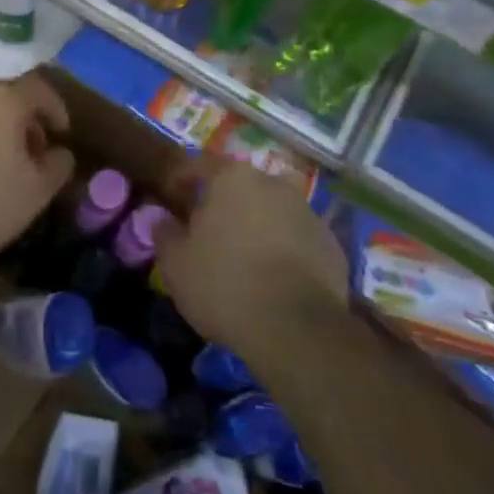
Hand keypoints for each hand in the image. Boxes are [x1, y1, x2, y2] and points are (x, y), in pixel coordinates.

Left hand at [0, 75, 74, 267]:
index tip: (62, 134)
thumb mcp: (35, 192)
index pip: (40, 88)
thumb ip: (58, 166)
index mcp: (4, 98)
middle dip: (28, 119)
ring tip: (5, 163)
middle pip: (9, 95)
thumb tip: (61, 152)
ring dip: (0, 127)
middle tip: (35, 151)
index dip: (56, 108)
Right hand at [153, 157, 350, 367]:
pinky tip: (274, 277)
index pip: (199, 164)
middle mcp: (272, 183)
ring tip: (244, 256)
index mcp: (232, 177)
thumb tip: (162, 219)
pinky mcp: (331, 244)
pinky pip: (297, 238)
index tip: (171, 195)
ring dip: (257, 224)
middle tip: (208, 230)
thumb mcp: (176, 264)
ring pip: (271, 210)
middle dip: (223, 202)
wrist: (298, 329)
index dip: (182, 179)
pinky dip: (284, 249)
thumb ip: (165, 233)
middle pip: (240, 185)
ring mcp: (306, 212)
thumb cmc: (225, 284)